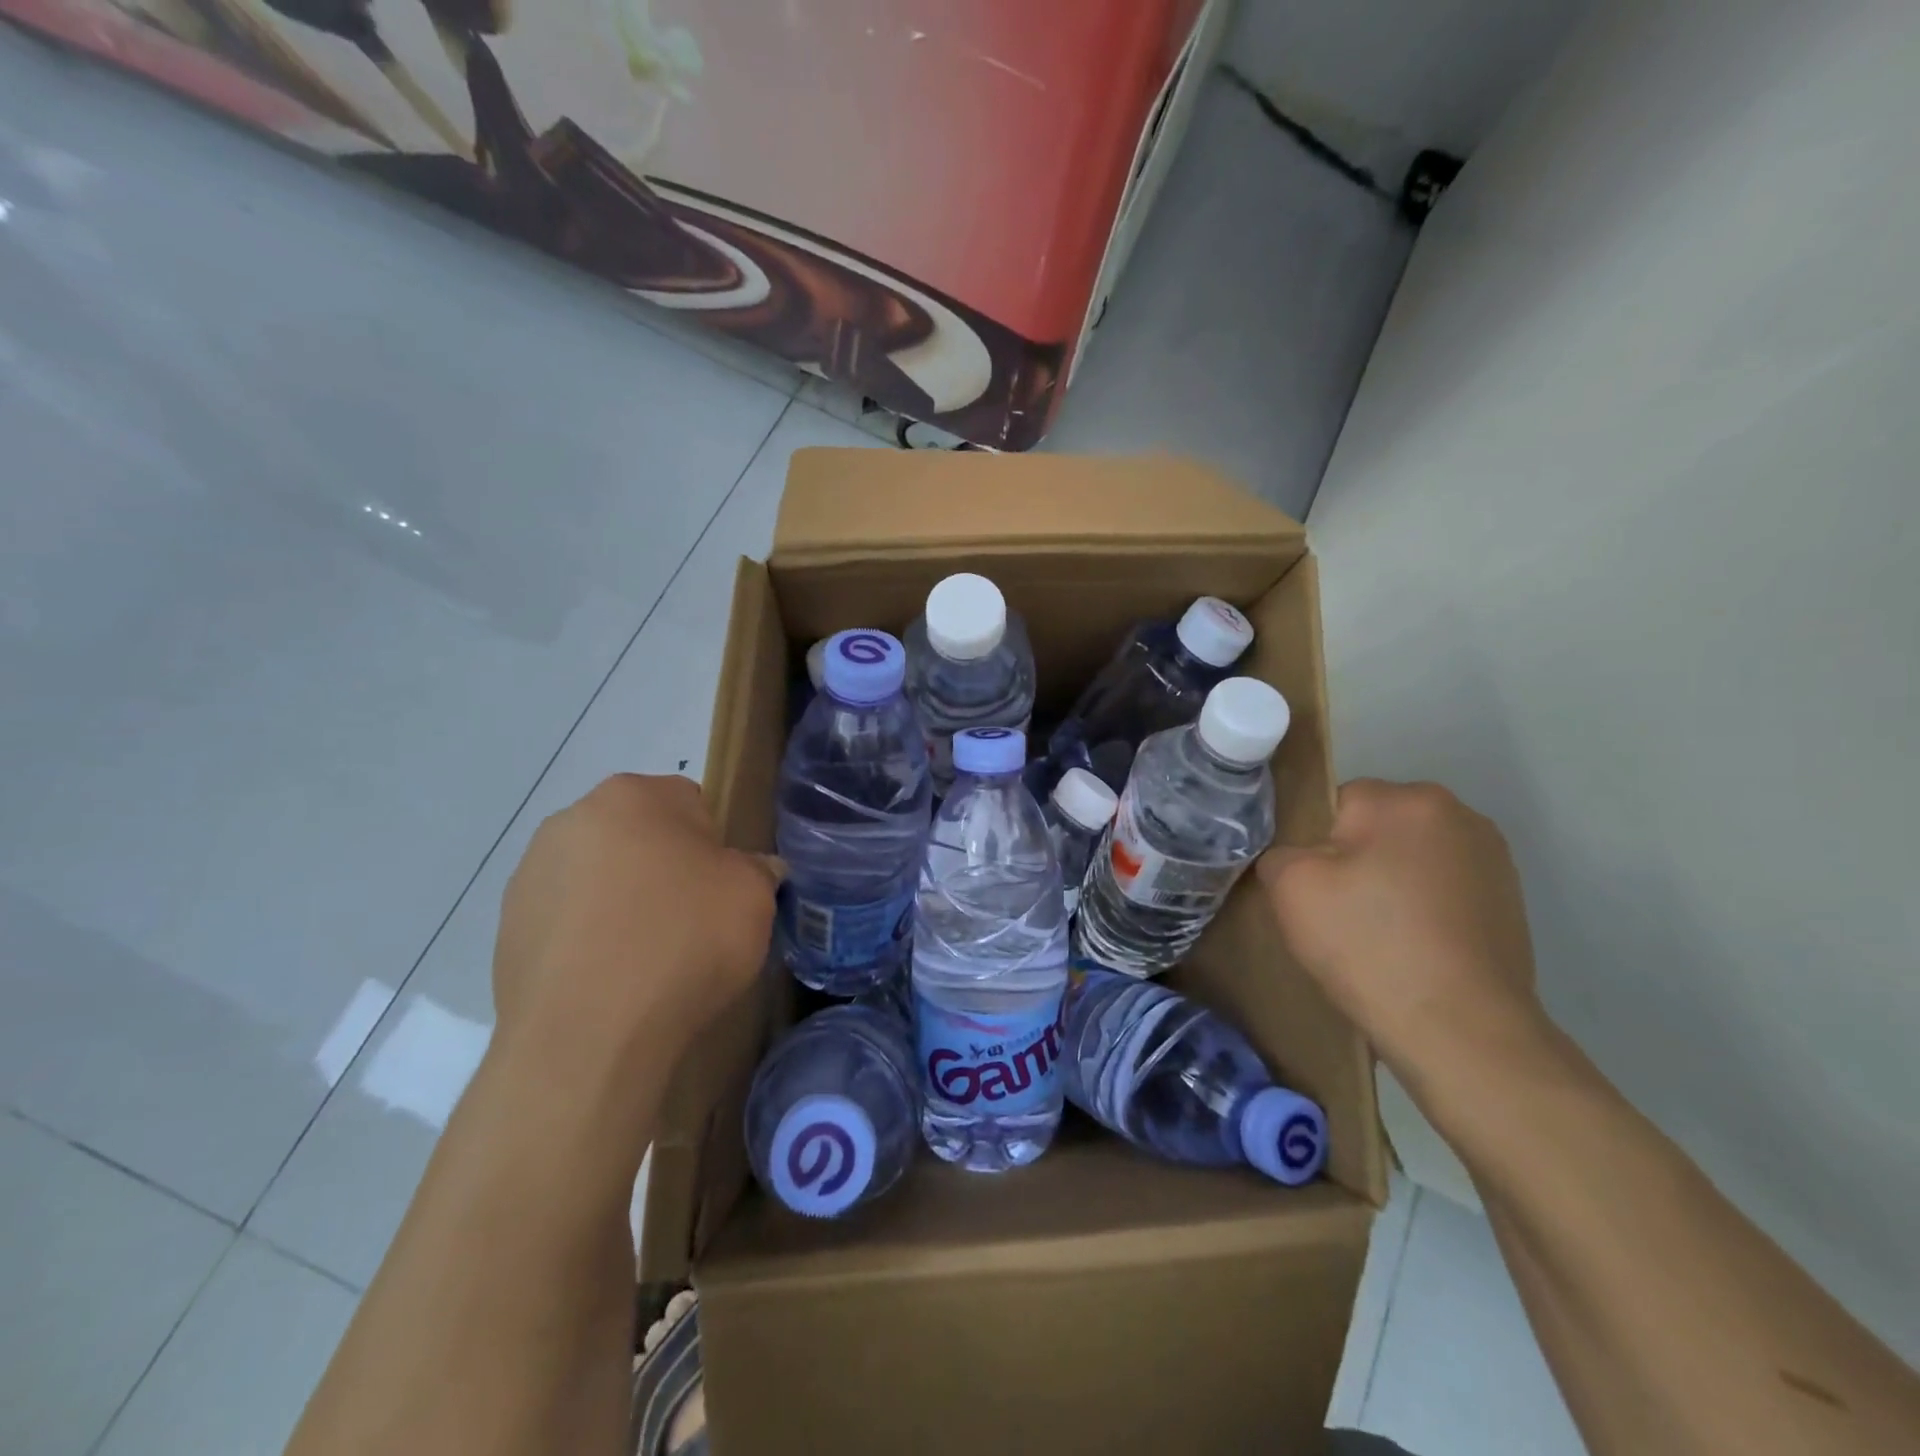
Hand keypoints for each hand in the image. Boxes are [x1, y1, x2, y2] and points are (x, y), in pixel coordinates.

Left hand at [491, 774, 776, 1068]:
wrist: (588, 1036)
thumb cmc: (683, 941)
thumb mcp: (754, 896)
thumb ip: (759, 868)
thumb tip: (756, 869)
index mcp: (633, 795)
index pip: (690, 802)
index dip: (714, 846)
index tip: (720, 889)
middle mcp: (572, 819)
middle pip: (639, 836)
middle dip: (663, 868)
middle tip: (689, 921)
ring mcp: (530, 874)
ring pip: (599, 877)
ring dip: (622, 901)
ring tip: (645, 958)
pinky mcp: (506, 929)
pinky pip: (567, 921)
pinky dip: (588, 939)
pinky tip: (608, 979)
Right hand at [1256, 779, 1544, 1077]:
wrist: (1460, 1029)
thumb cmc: (1368, 944)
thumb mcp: (1291, 887)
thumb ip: (1280, 851)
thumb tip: (1296, 857)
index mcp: (1405, 799)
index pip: (1335, 802)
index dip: (1315, 845)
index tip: (1316, 889)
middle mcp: (1458, 813)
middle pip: (1376, 827)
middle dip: (1356, 860)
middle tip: (1342, 913)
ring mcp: (1492, 857)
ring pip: (1410, 858)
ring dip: (1392, 883)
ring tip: (1381, 936)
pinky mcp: (1510, 899)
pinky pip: (1442, 888)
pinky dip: (1424, 908)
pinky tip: (1415, 948)